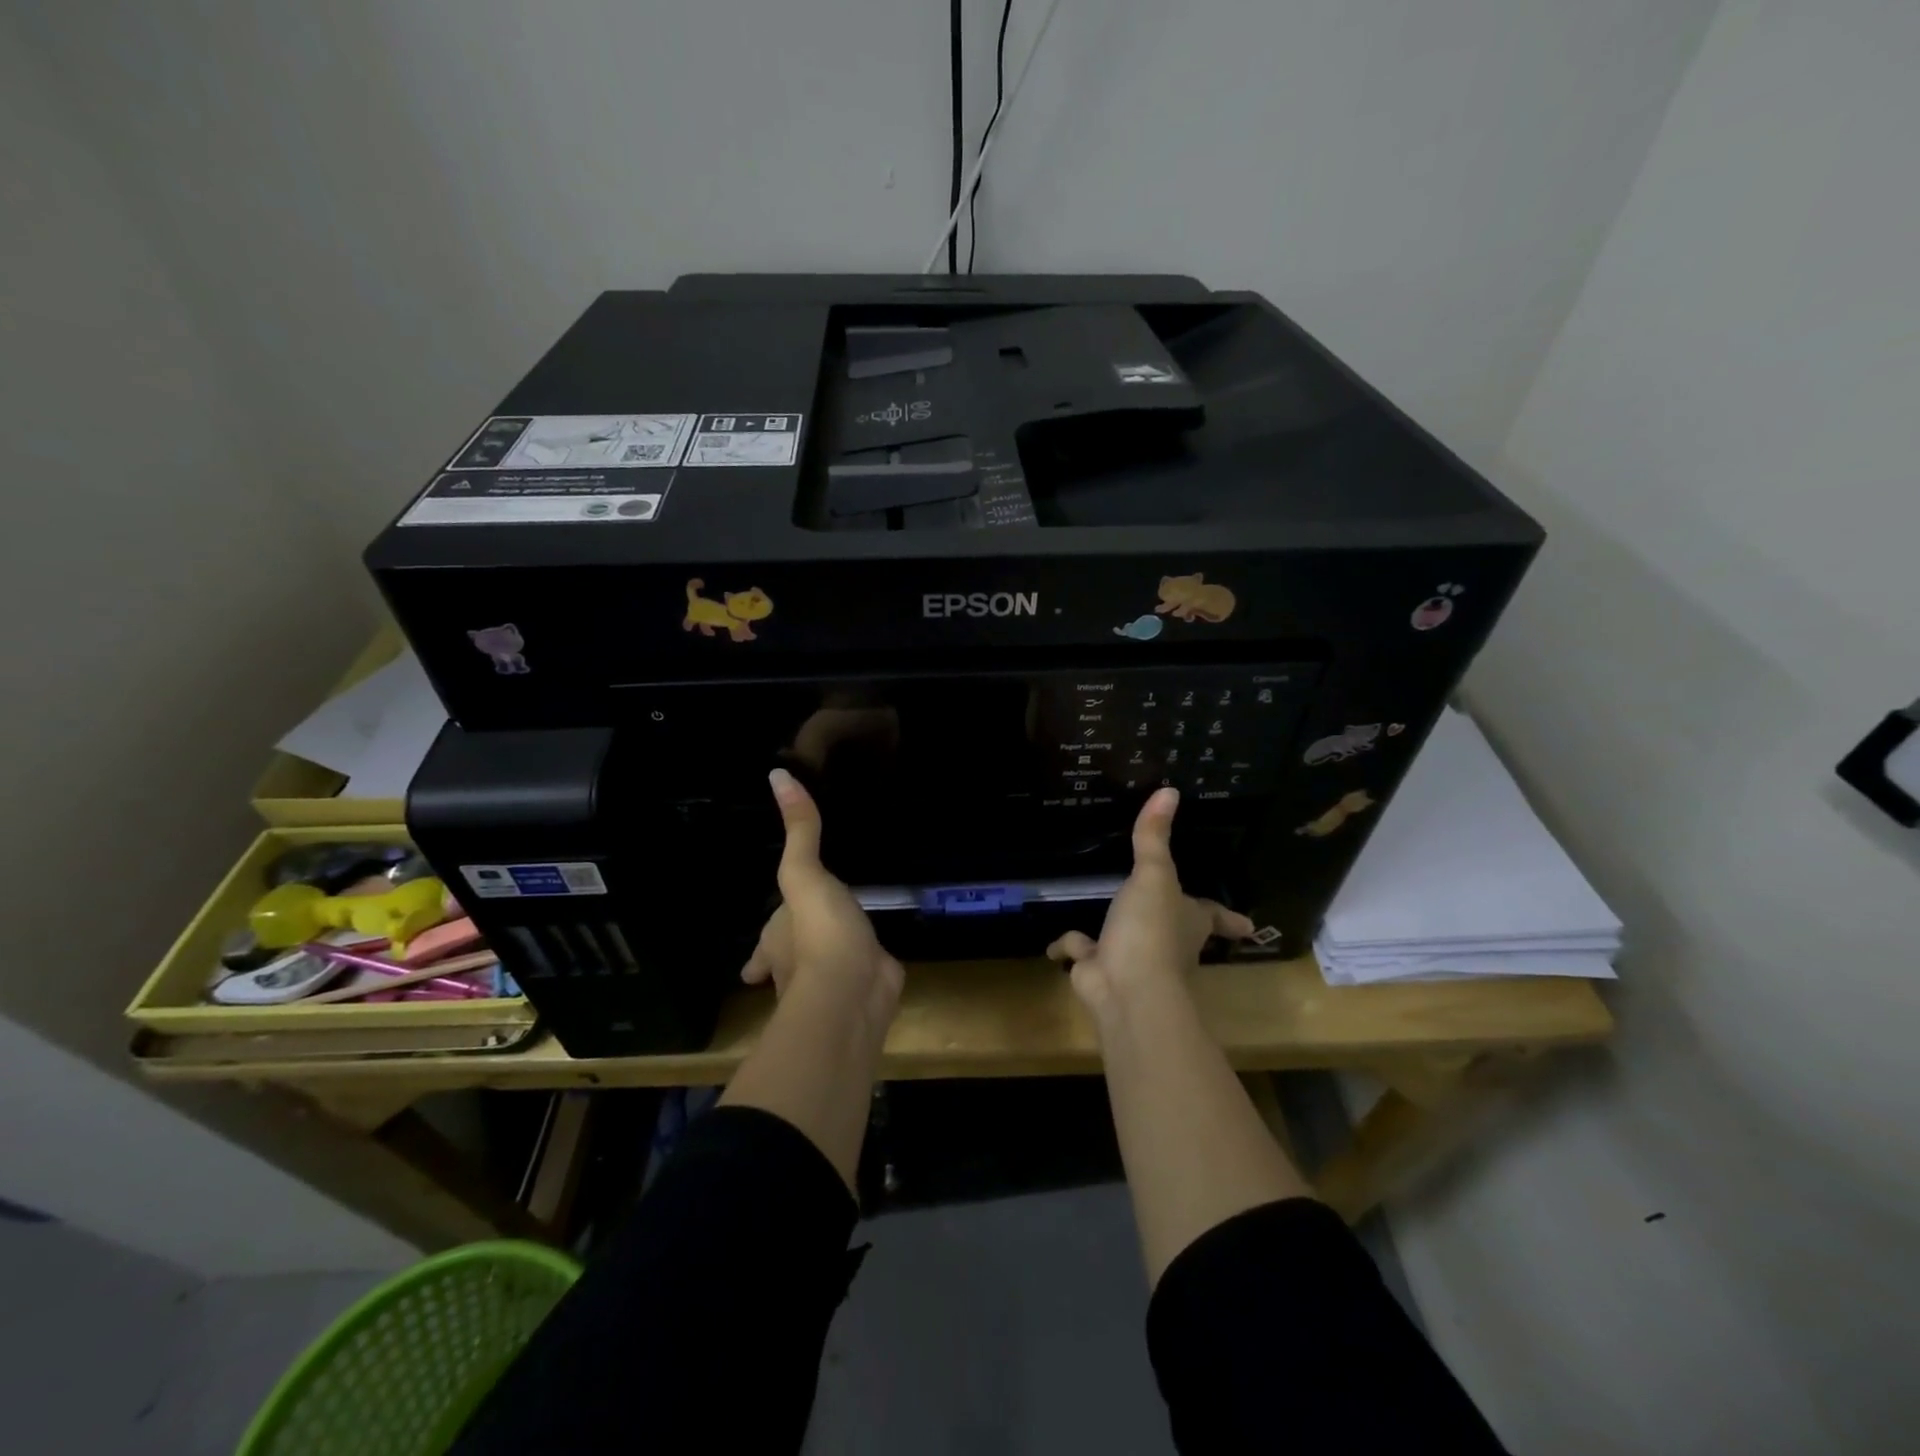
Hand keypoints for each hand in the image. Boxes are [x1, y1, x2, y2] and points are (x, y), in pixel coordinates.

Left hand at [743, 769, 903, 1013]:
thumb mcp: (804, 873)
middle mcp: (799, 968)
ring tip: (845, 942)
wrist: (854, 989)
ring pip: (830, 969)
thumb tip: (777, 774)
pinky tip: (883, 955)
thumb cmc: (818, 933)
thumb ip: (799, 830)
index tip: (751, 965)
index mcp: (778, 944)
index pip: (764, 947)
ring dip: (835, 960)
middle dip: (797, 956)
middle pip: (794, 961)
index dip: (759, 954)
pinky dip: (872, 964)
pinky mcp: (871, 982)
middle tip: (808, 939)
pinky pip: (869, 969)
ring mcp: (836, 980)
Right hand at [1046, 788, 1253, 1013]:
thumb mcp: (1154, 876)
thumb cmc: (1151, 929)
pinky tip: (1056, 944)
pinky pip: (1083, 953)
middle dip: (1169, 923)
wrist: (1126, 989)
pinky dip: (1070, 949)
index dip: (1229, 919)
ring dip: (1115, 933)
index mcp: (1189, 921)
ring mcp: (1133, 960)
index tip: (1248, 927)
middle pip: (1174, 930)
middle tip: (1164, 907)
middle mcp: (1168, 943)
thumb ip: (1154, 837)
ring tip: (1105, 915)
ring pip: (1126, 942)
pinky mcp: (1100, 971)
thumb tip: (1169, 790)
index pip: (1214, 916)